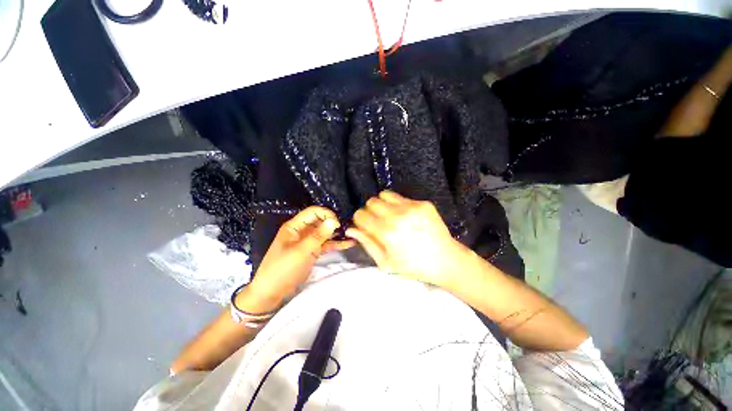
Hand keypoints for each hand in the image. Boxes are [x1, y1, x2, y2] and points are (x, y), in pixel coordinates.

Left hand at [242, 207, 353, 311]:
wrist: (272, 292)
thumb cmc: (284, 268)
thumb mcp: (302, 251)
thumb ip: (319, 235)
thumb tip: (333, 221)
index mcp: (295, 227)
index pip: (313, 212)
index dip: (326, 215)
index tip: (336, 224)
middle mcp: (301, 231)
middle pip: (320, 221)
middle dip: (332, 223)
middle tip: (346, 230)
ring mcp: (307, 242)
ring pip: (324, 233)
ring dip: (336, 234)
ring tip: (351, 234)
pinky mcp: (311, 252)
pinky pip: (325, 245)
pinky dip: (335, 244)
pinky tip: (348, 244)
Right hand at [346, 191, 467, 287]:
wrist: (445, 260)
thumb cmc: (412, 266)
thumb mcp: (385, 262)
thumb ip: (366, 243)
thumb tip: (350, 229)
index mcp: (385, 232)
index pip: (360, 215)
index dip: (360, 221)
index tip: (366, 227)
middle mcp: (396, 215)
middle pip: (371, 202)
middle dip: (370, 211)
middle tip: (379, 222)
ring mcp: (411, 207)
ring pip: (385, 195)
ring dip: (383, 204)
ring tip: (391, 216)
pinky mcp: (423, 203)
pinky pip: (402, 197)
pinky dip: (399, 205)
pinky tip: (407, 217)